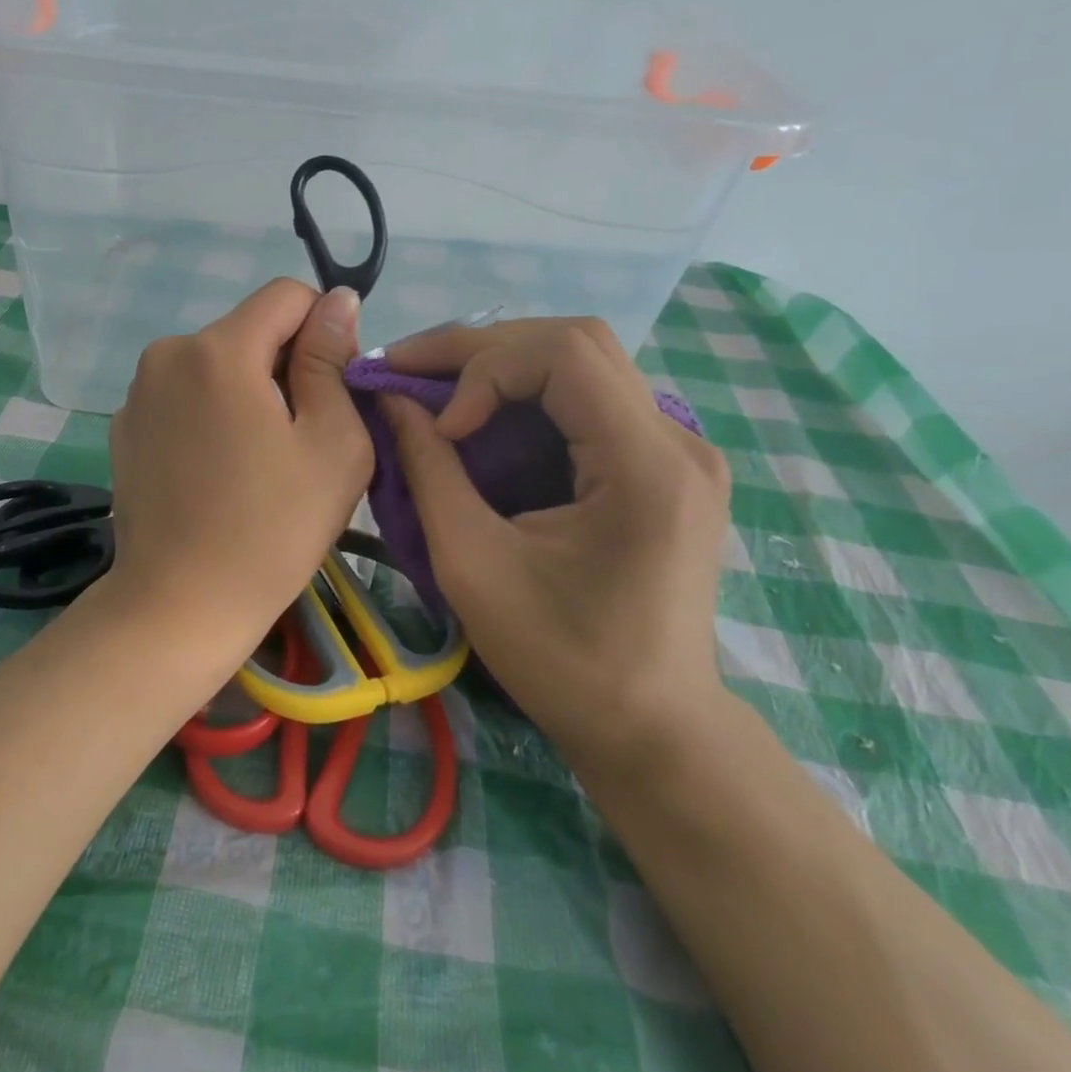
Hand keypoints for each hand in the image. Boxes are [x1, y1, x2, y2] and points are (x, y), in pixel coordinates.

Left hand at [108, 280, 373, 655]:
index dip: (323, 331)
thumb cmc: (272, 529)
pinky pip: (184, 396)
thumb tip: (336, 301)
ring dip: (247, 392)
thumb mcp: (332, 442)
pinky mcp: (124, 426)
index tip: (331, 390)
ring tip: (257, 462)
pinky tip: (216, 473)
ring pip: (217, 364)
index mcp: (219, 349)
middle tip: (299, 440)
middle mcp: (167, 353)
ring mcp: (138, 391)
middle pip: (249, 331)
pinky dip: (210, 415)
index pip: (287, 296)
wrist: (179, 605)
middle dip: (284, 367)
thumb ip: (331, 360)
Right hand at [381, 318, 730, 770]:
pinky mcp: (664, 464)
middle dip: (482, 350)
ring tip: (434, 389)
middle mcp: (677, 440)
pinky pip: (588, 399)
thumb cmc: (562, 661)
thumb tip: (392, 398)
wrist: (652, 729)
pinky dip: (525, 396)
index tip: (441, 427)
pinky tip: (481, 419)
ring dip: (501, 367)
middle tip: (409, 371)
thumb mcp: (473, 565)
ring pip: (582, 363)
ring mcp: (678, 449)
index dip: (485, 366)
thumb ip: (428, 470)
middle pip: (576, 342)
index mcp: (646, 466)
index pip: (566, 353)